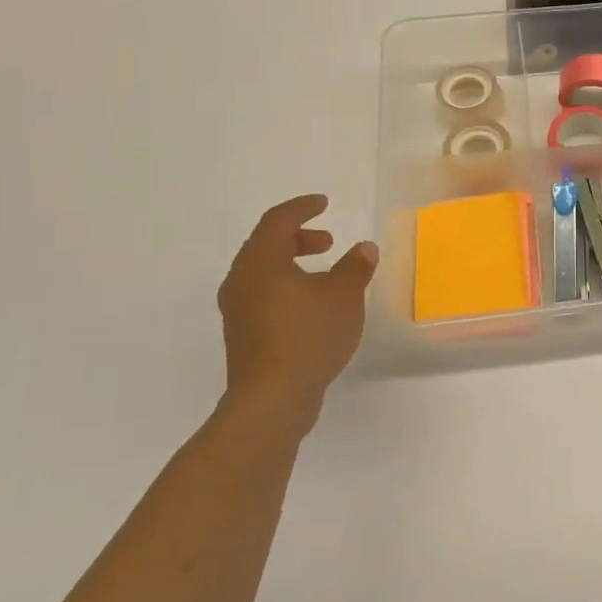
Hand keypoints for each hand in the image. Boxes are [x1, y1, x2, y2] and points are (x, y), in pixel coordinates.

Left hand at [217, 195, 378, 424]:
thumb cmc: (308, 335)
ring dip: (293, 265)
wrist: (272, 398)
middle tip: (328, 241)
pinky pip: (264, 296)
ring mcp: (237, 310)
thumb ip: (355, 267)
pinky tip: (313, 307)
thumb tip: (363, 248)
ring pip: (263, 273)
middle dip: (298, 238)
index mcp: (260, 262)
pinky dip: (288, 288)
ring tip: (326, 276)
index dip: (302, 208)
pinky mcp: (243, 335)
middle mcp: (241, 281)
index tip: (323, 203)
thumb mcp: (344, 295)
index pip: (278, 221)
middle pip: (266, 245)